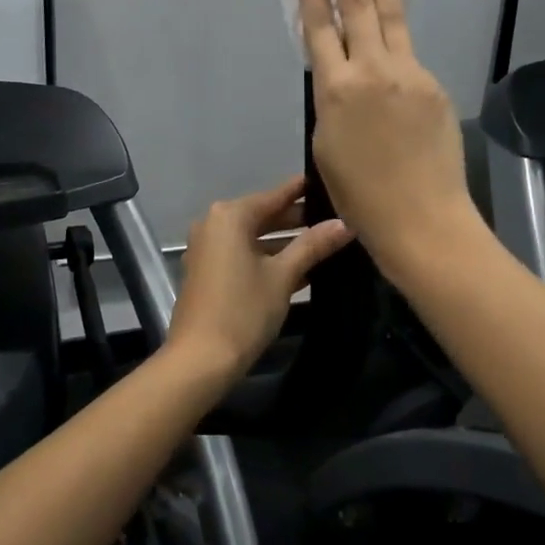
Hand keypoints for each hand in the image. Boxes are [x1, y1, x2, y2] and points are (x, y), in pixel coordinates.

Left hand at [167, 177, 352, 375]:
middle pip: (263, 215)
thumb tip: (344, 224)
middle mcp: (214, 225)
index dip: (303, 191)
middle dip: (298, 220)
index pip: (275, 195)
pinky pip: (244, 255)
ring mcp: (208, 250)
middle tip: (336, 218)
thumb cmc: (243, 310)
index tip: (330, 184)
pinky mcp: (208, 273)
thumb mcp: (283, 276)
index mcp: (230, 217)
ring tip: (327, 244)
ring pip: (255, 238)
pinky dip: (268, 259)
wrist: (200, 360)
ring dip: (286, 243)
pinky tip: (302, 270)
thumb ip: (313, 246)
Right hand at [299, 0, 478, 281]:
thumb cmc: (361, 196)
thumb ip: (332, 103)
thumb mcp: (327, 147)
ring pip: (390, 18)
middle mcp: (370, 72)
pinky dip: (398, 38)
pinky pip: (410, 54)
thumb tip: (340, 81)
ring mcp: (408, 74)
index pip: (320, 32)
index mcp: (334, 91)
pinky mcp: (434, 86)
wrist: (421, 218)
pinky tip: (394, 26)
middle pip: (357, 10)